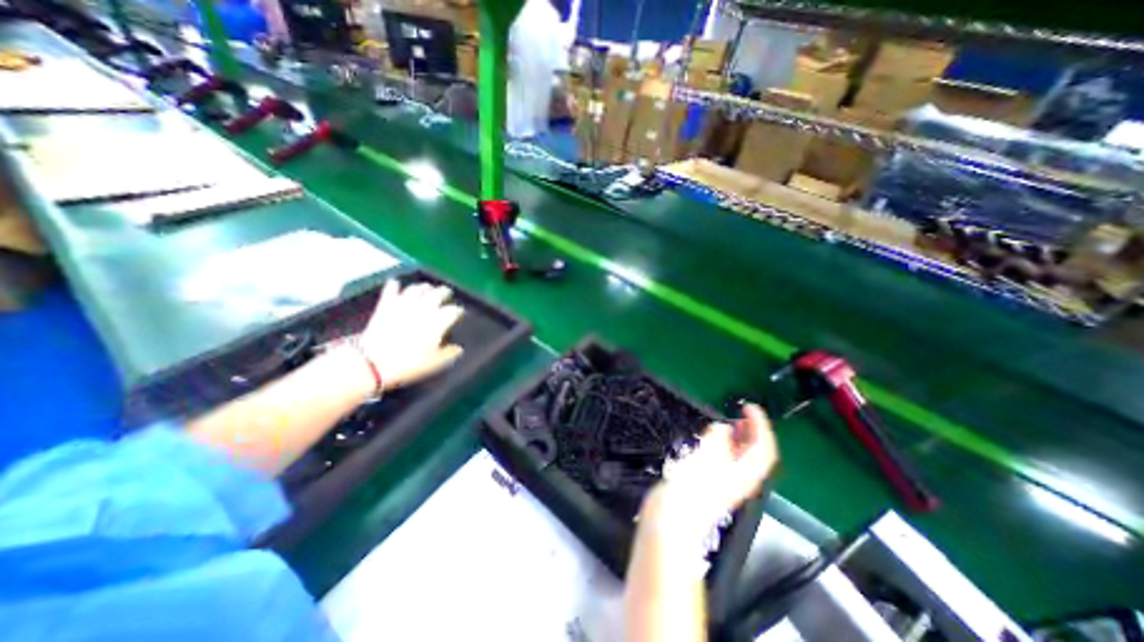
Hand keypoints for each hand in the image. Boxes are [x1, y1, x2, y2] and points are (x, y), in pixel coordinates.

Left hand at [356, 278, 464, 387]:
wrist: (374, 362)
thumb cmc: (409, 363)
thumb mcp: (436, 362)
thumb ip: (450, 353)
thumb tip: (458, 348)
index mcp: (439, 320)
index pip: (454, 310)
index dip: (458, 312)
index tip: (458, 315)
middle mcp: (425, 307)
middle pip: (439, 293)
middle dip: (445, 293)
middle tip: (446, 295)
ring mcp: (405, 303)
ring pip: (418, 288)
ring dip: (424, 288)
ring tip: (427, 289)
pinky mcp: (386, 304)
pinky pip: (392, 289)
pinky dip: (395, 286)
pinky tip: (396, 284)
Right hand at [643, 407, 776, 540]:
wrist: (671, 522)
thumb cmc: (688, 492)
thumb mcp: (703, 461)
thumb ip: (716, 441)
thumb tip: (723, 428)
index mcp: (743, 474)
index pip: (764, 448)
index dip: (760, 425)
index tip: (749, 407)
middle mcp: (740, 479)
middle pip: (757, 453)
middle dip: (753, 431)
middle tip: (742, 412)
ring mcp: (726, 482)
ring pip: (742, 457)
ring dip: (740, 437)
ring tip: (731, 423)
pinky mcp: (712, 484)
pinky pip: (727, 460)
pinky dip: (725, 445)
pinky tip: (713, 439)